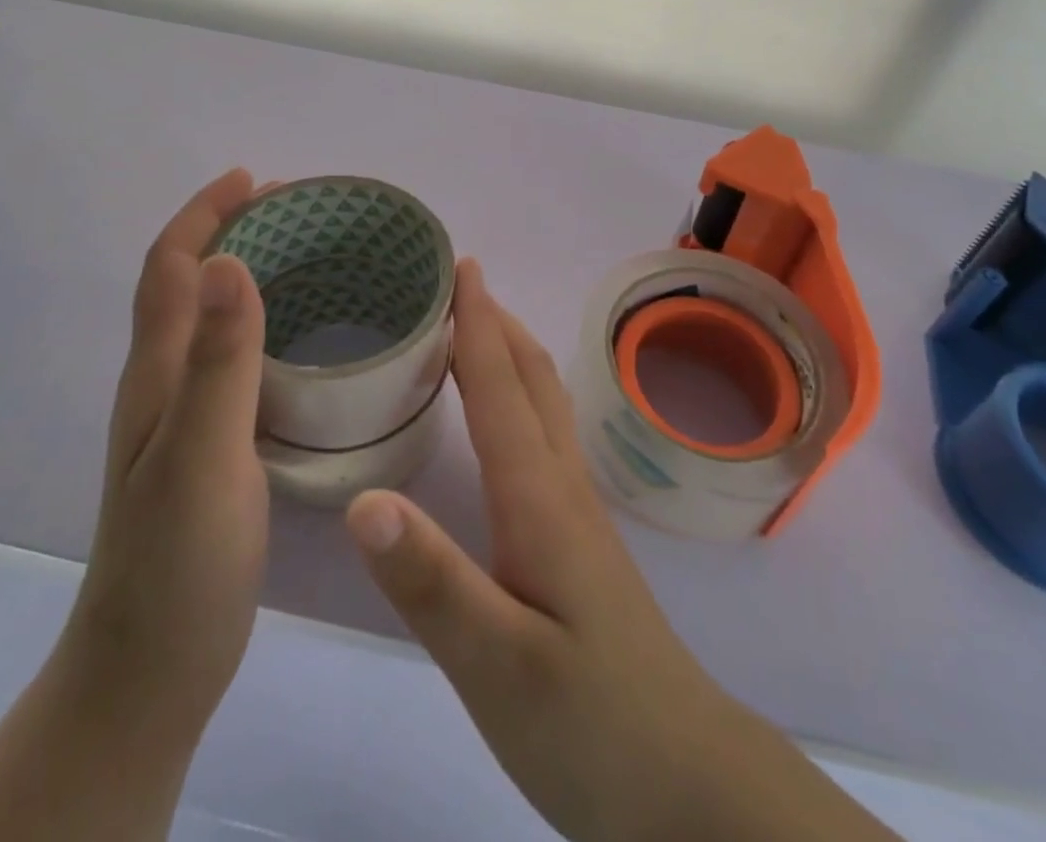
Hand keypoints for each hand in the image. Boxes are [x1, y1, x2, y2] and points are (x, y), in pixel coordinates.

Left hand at [57, 167, 268, 743]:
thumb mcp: (203, 454)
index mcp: (157, 372)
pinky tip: (300, 339)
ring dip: (245, 272)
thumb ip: (220, 361)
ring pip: (209, 319)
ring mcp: (183, 417)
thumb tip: (234, 259)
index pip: (171, 267)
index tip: (254, 179)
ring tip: (304, 256)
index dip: (205, 213)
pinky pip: (232, 359)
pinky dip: (261, 324)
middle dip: (228, 230)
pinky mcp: (209, 445)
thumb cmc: (177, 560)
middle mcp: (163, 382)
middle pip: (186, 283)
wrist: (151, 668)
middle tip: (293, 211)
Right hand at [344, 262, 895, 841]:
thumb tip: (361, 499)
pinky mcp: (579, 538)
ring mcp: (576, 510)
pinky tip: (503, 419)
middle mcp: (560, 485)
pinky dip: (518, 396)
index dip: (475, 322)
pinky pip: (544, 435)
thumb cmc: (587, 721)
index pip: (499, 385)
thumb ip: (429, 580)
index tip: (457, 264)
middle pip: (529, 378)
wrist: (683, 781)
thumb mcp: (494, 663)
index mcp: (537, 496)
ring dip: (509, 352)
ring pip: (543, 403)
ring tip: (473, 328)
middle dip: (494, 320)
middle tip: (457, 279)